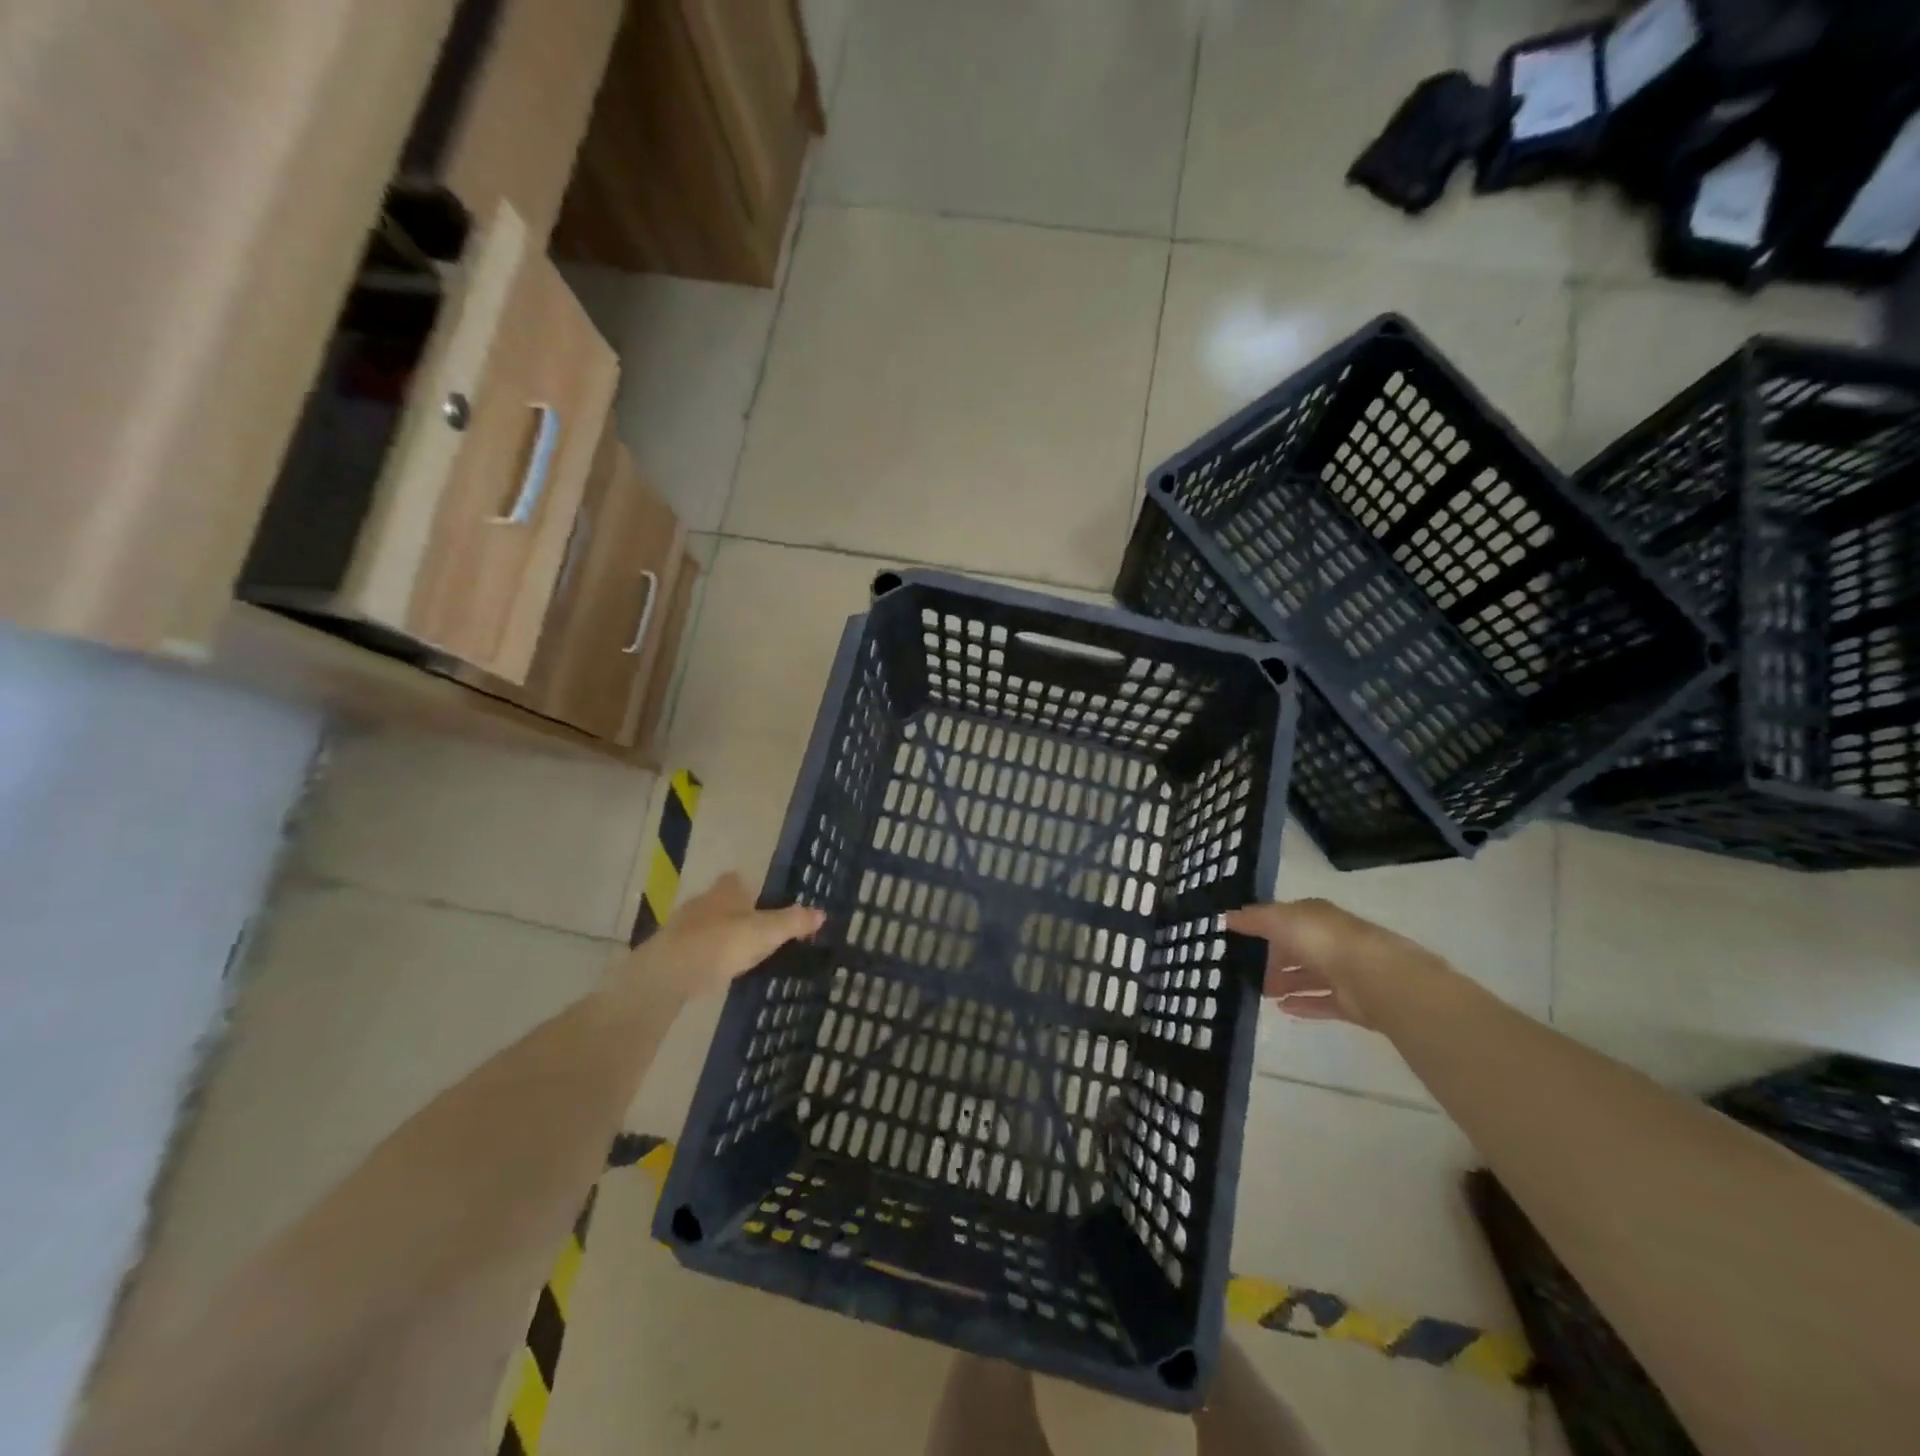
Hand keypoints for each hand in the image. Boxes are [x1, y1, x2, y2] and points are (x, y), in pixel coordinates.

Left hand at [614, 873, 823, 1000]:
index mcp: (726, 890)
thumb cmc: (722, 942)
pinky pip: (694, 948)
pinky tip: (714, 969)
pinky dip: (705, 955)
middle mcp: (703, 901)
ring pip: (706, 924)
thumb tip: (822, 913)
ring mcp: (681, 926)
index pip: (738, 880)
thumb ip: (793, 922)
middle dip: (736, 912)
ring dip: (719, 934)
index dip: (750, 888)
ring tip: (738, 953)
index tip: (763, 902)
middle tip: (755, 929)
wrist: (669, 972)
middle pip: (722, 901)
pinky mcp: (669, 951)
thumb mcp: (767, 932)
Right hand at [1225, 898, 1441, 1029]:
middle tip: (1245, 971)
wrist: (1372, 976)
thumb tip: (1226, 917)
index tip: (1238, 939)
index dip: (1262, 927)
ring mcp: (1343, 972)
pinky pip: (1321, 1002)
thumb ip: (1254, 919)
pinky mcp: (1351, 1002)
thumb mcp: (1279, 920)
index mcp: (1315, 916)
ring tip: (1260, 993)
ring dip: (1286, 983)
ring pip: (1308, 977)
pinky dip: (1303, 1004)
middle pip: (1296, 949)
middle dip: (1273, 959)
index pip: (1285, 919)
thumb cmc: (1322, 940)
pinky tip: (1282, 1009)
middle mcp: (1329, 941)